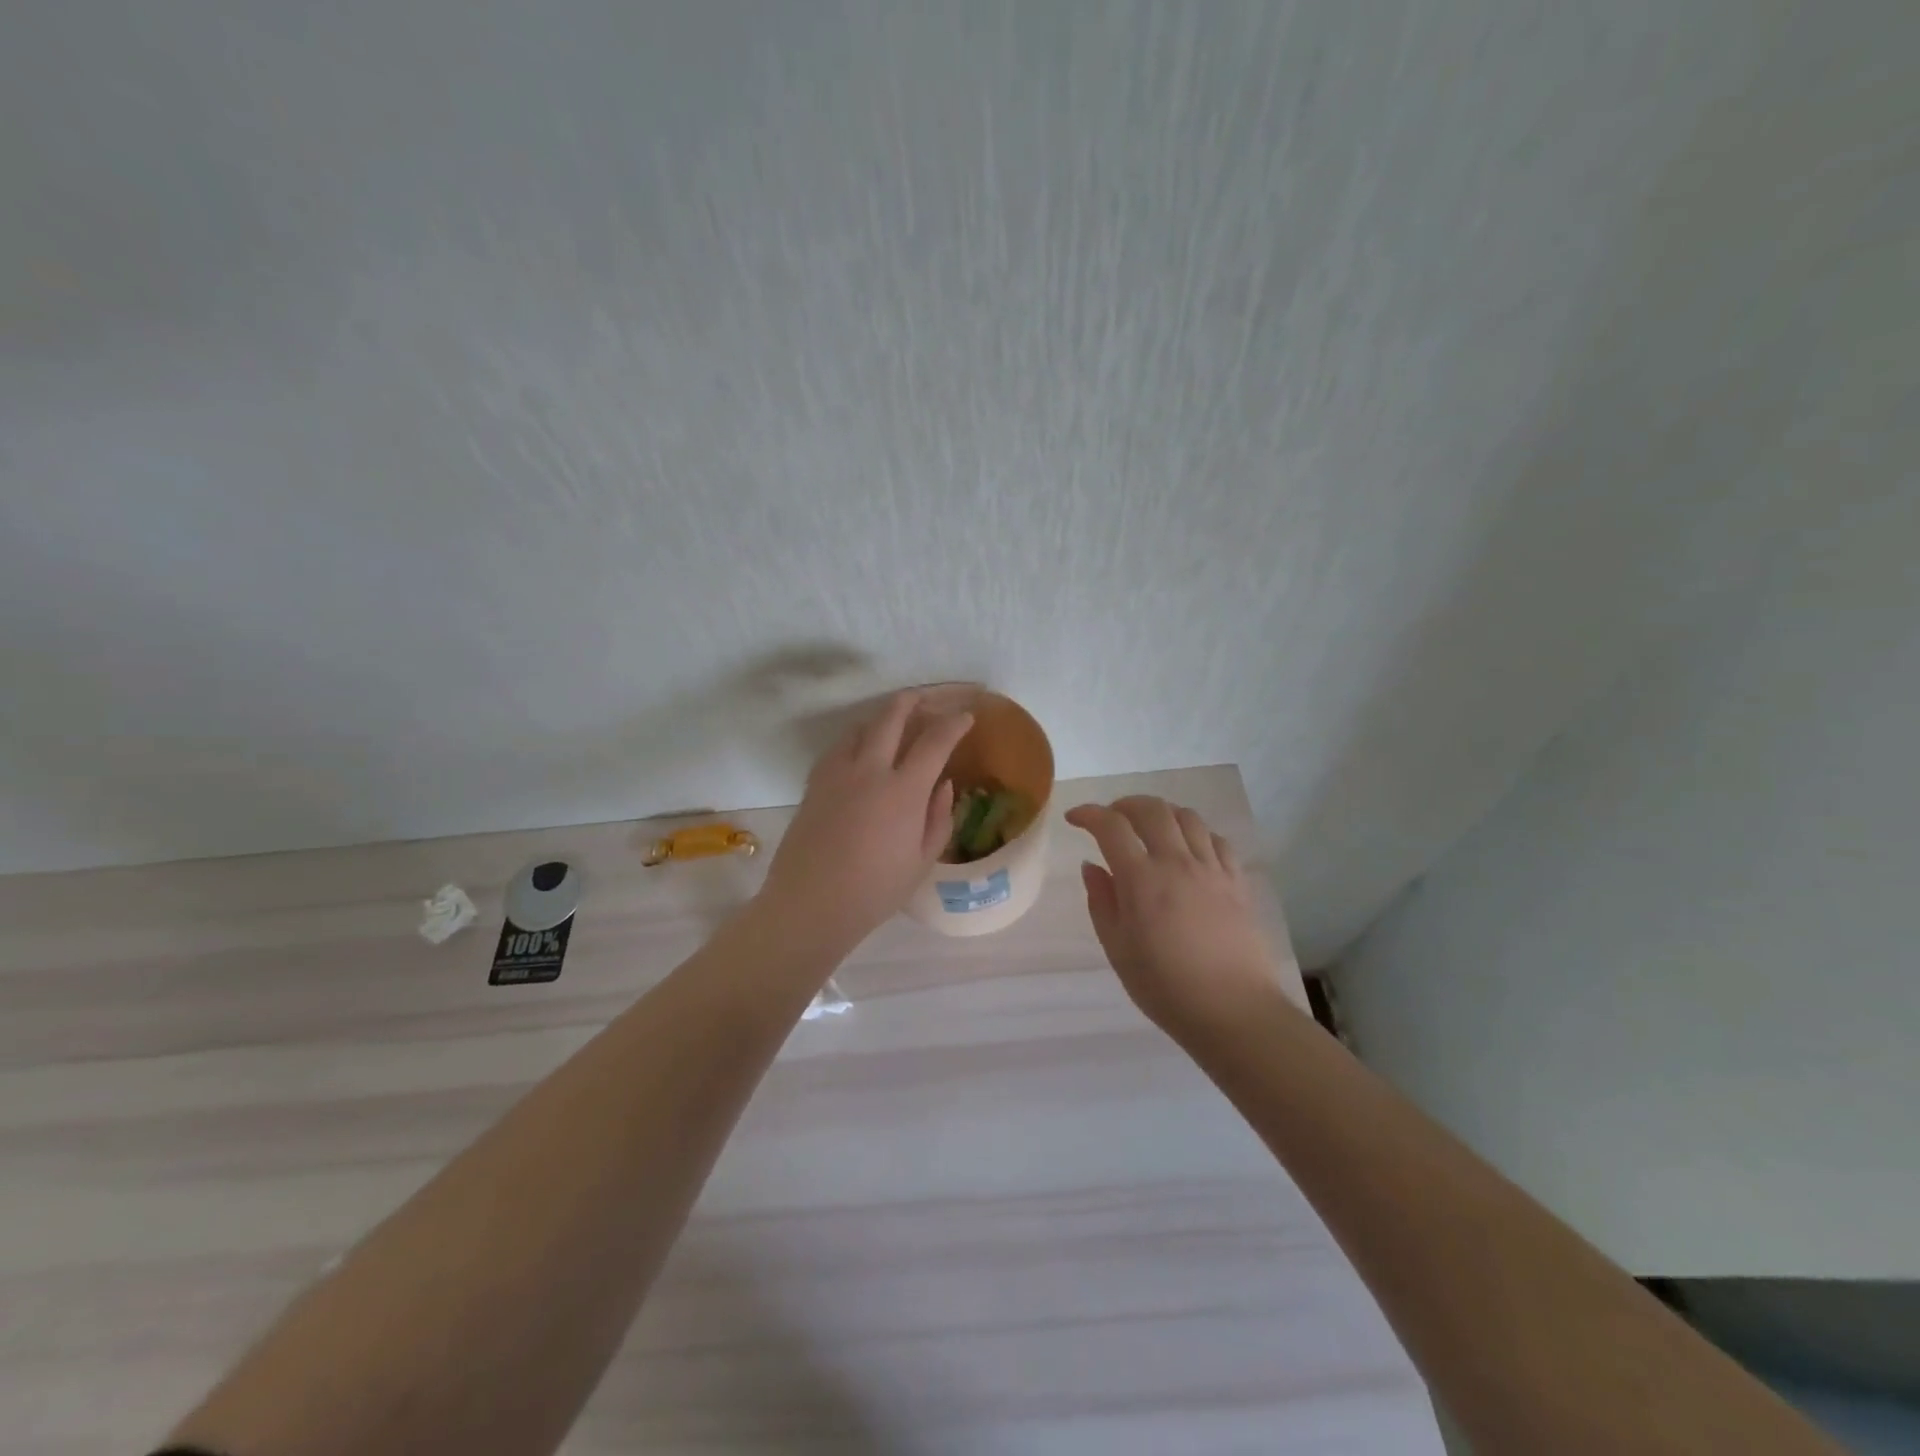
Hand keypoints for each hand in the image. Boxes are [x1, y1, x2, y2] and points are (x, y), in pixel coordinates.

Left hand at [758, 690, 973, 951]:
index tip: (967, 717)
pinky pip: (839, 747)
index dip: (954, 724)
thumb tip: (943, 784)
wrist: (810, 905)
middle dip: (913, 701)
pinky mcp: (814, 783)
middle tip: (926, 698)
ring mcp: (837, 773)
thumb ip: (938, 818)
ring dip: (881, 717)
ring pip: (860, 727)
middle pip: (891, 717)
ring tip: (894, 721)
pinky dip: (856, 738)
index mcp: (903, 791)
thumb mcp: (922, 861)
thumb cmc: (875, 891)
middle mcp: (869, 770)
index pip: (935, 741)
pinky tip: (861, 750)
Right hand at [1066, 796, 1289, 1038]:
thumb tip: (1092, 866)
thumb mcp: (1118, 949)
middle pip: (1152, 809)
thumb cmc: (1165, 987)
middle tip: (1110, 818)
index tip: (1074, 819)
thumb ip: (1101, 902)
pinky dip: (1196, 833)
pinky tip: (1188, 849)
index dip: (1088, 814)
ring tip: (1149, 827)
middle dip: (1124, 804)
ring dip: (1162, 813)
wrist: (1234, 1012)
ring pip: (1187, 817)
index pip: (1110, 826)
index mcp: (1142, 879)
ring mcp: (1212, 869)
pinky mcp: (1237, 882)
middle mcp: (1177, 862)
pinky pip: (1217, 840)